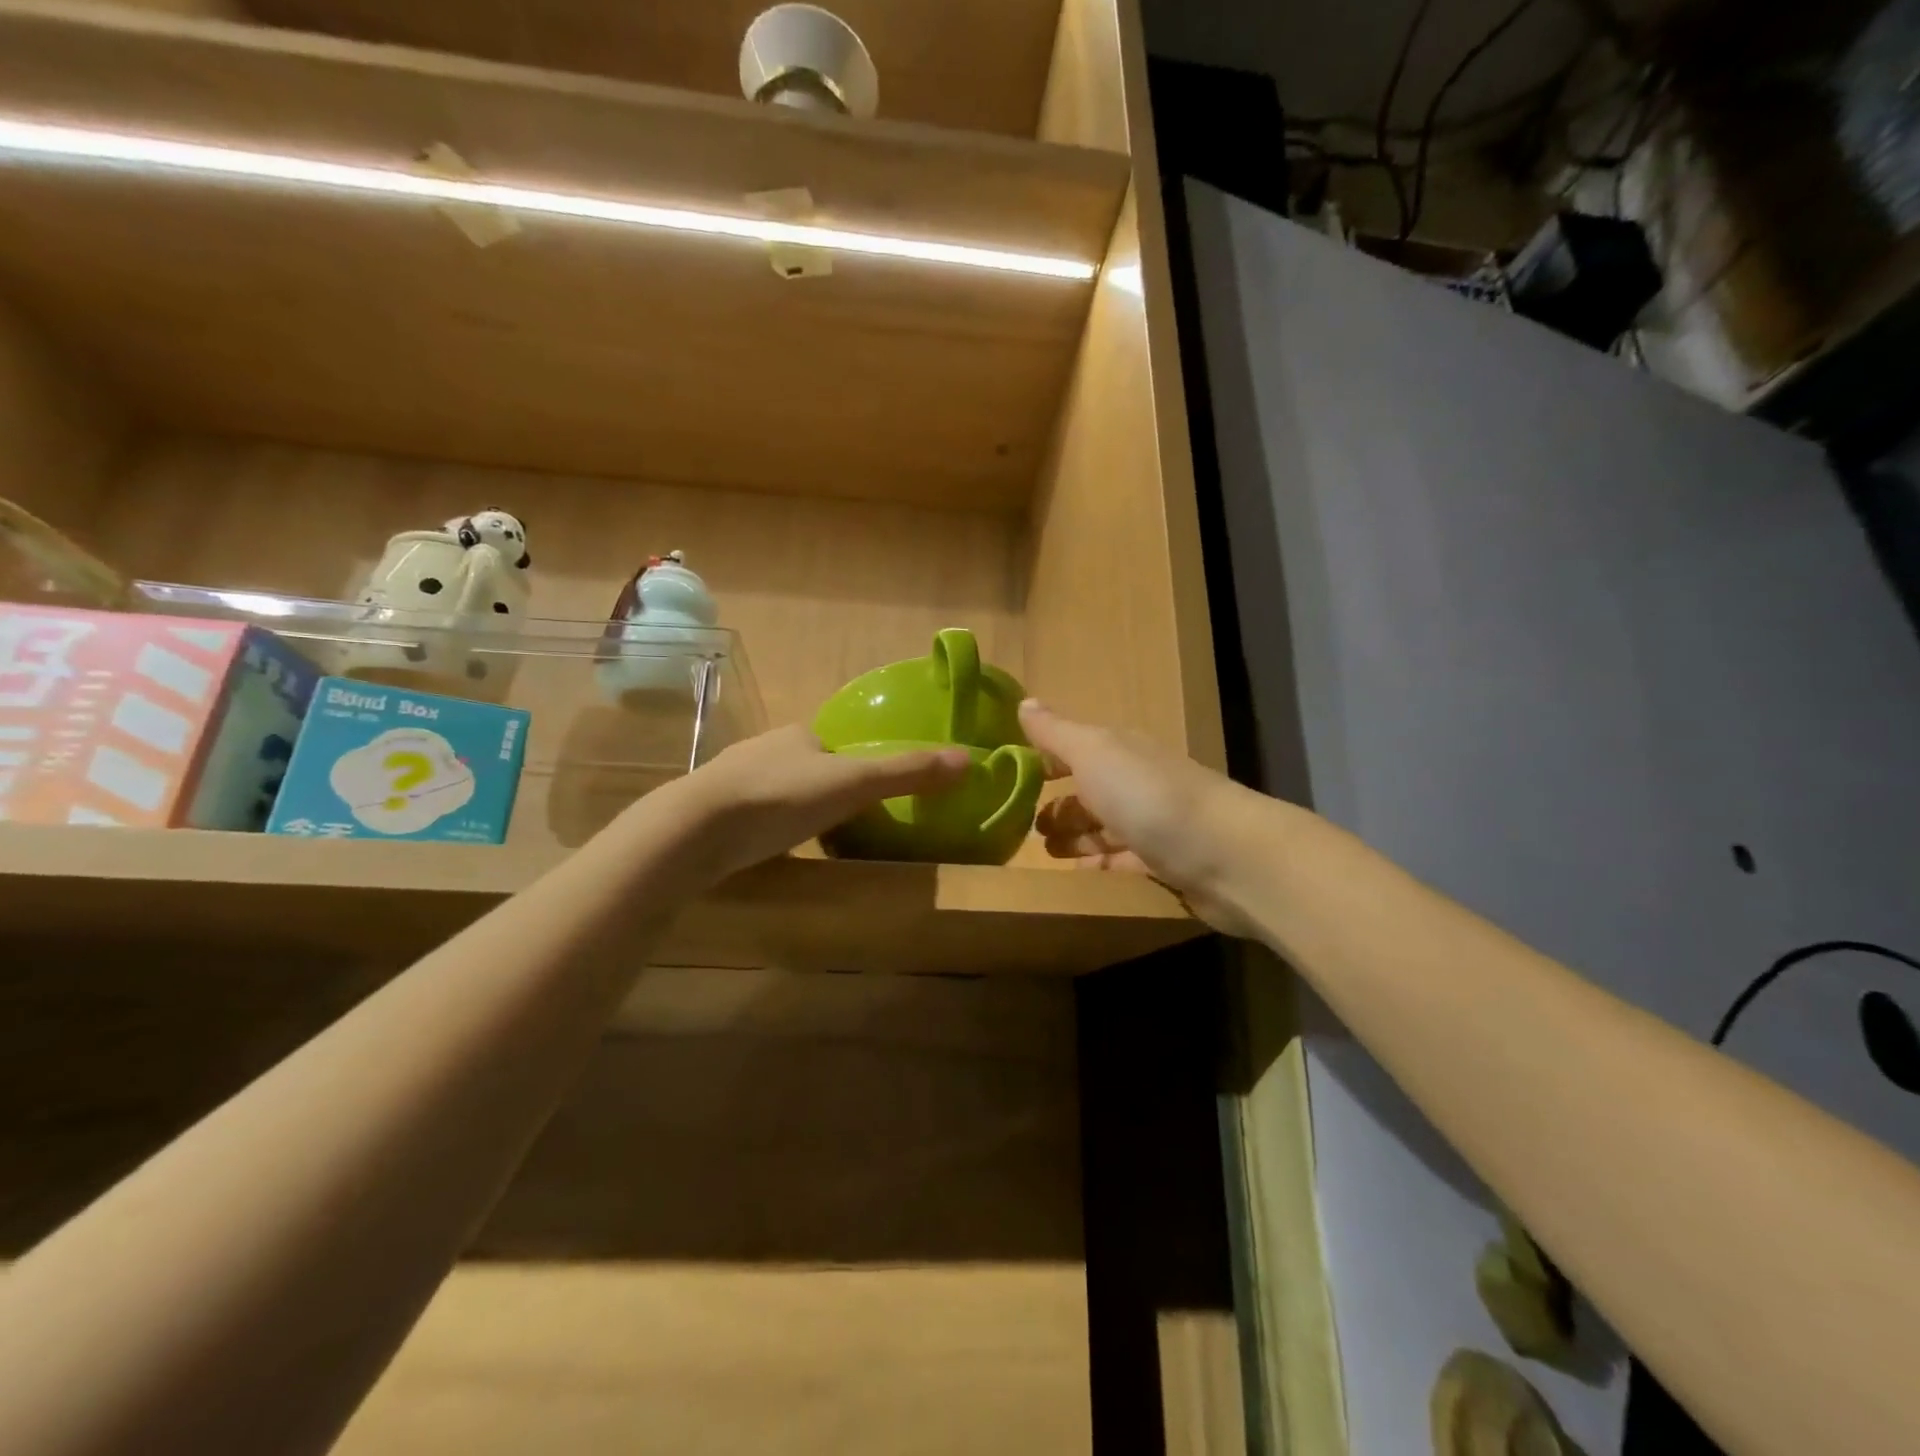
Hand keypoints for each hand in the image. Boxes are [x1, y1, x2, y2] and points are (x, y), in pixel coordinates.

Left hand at [662, 724, 970, 885]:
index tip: (866, 798)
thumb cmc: (781, 798)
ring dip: (791, 810)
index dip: (853, 767)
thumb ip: (907, 773)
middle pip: (804, 767)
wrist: (696, 828)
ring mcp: (730, 779)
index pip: (834, 745)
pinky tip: (767, 851)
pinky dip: (763, 829)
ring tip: (806, 842)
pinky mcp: (708, 811)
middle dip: (822, 791)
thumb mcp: (854, 784)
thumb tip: (968, 759)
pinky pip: (748, 815)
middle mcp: (762, 747)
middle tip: (841, 825)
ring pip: (774, 791)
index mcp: (798, 734)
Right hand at [1020, 699, 1280, 936]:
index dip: (1044, 761)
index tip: (1009, 779)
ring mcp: (1153, 823)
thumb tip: (1024, 701)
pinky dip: (1098, 862)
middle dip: (1057, 804)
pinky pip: (1121, 859)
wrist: (1226, 855)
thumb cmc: (1148, 796)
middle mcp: (1136, 781)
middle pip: (1089, 789)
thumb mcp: (1094, 754)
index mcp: (1120, 751)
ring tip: (1043, 851)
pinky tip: (1077, 872)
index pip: (1074, 749)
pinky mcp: (1165, 863)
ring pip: (1104, 825)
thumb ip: (1056, 733)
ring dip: (1074, 835)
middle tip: (1021, 826)